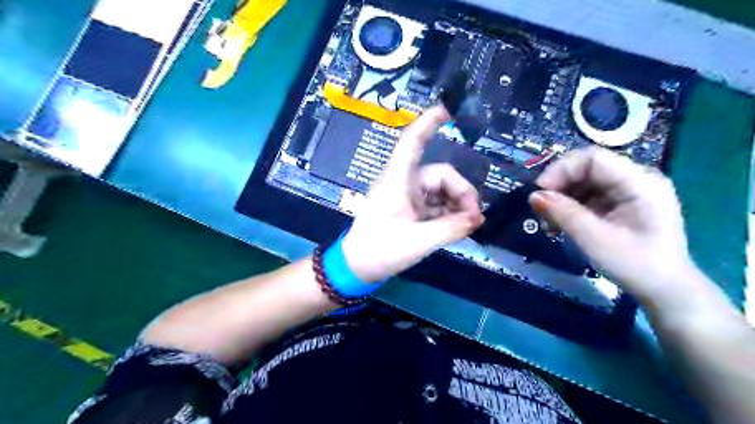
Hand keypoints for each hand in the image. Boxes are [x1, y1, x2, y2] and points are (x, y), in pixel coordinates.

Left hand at [342, 105, 482, 282]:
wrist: (358, 267)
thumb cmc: (380, 250)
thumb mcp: (419, 241)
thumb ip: (451, 228)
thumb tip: (479, 218)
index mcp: (398, 180)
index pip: (412, 142)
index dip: (428, 122)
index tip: (447, 109)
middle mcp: (403, 183)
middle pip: (441, 175)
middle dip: (462, 193)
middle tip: (474, 218)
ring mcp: (407, 196)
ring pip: (441, 191)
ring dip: (457, 205)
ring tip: (466, 225)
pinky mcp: (409, 209)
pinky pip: (436, 204)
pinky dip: (448, 213)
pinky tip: (456, 227)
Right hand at [530, 146, 695, 301]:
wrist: (665, 290)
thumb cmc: (634, 264)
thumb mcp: (594, 238)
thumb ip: (563, 213)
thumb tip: (533, 196)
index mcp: (639, 182)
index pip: (593, 159)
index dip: (561, 170)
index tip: (539, 192)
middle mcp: (636, 179)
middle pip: (587, 169)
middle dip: (559, 187)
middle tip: (540, 210)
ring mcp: (630, 191)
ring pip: (585, 183)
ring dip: (561, 200)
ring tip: (548, 223)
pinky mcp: (622, 204)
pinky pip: (589, 196)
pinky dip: (571, 208)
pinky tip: (560, 225)